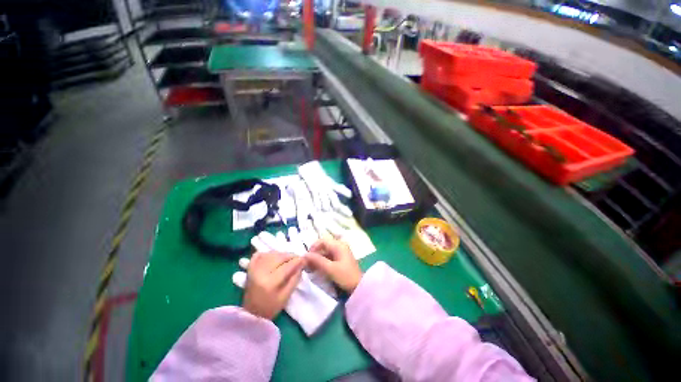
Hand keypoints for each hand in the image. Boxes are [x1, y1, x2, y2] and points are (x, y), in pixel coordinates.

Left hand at [242, 252, 304, 319]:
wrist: (250, 314)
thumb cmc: (270, 308)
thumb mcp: (286, 296)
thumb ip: (294, 279)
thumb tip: (301, 265)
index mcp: (270, 282)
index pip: (287, 266)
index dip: (298, 261)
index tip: (305, 259)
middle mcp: (261, 272)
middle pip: (280, 257)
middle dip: (291, 256)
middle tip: (297, 259)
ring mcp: (254, 269)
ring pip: (271, 254)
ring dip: (282, 254)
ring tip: (287, 259)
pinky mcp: (249, 268)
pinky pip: (260, 254)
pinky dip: (268, 253)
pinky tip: (274, 257)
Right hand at [306, 238, 362, 292]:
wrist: (359, 286)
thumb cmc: (345, 276)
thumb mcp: (330, 268)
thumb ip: (317, 260)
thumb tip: (305, 255)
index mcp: (338, 245)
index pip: (322, 241)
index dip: (313, 247)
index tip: (307, 257)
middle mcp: (340, 245)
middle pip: (324, 245)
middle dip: (315, 253)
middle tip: (307, 263)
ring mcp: (341, 252)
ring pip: (326, 251)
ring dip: (318, 258)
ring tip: (311, 267)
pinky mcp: (341, 258)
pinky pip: (329, 256)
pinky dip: (323, 261)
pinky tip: (318, 268)